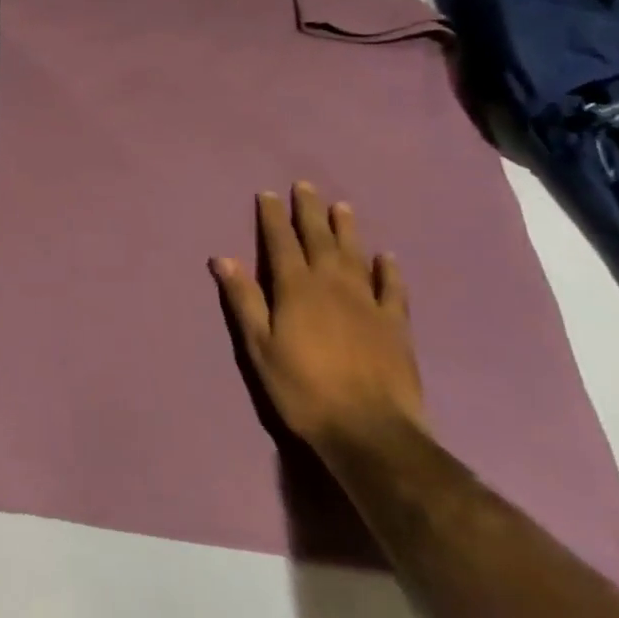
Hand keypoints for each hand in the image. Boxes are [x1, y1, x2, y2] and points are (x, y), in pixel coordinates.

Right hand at [212, 182, 425, 456]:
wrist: (370, 431)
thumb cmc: (303, 389)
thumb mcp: (260, 347)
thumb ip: (244, 300)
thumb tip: (223, 258)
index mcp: (295, 288)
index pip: (280, 242)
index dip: (273, 217)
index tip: (268, 193)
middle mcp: (331, 285)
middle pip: (318, 239)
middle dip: (309, 211)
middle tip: (305, 186)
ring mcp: (367, 303)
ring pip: (355, 255)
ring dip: (347, 229)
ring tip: (342, 206)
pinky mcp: (395, 325)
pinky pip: (393, 289)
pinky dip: (389, 271)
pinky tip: (387, 258)